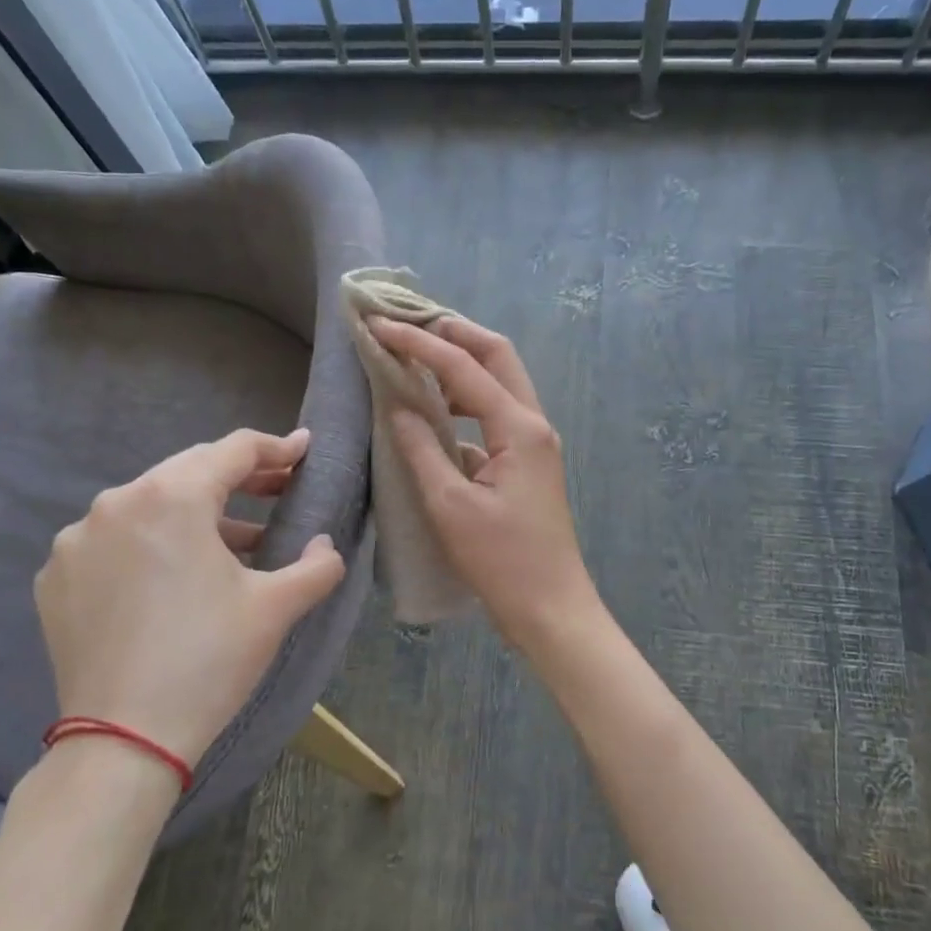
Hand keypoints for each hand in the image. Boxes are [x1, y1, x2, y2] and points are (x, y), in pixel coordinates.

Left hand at [34, 428, 346, 766]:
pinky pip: (115, 540)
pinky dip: (151, 544)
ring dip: (196, 514)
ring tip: (235, 543)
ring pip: (150, 505)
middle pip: (189, 470)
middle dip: (239, 478)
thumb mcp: (277, 607)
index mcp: (172, 497)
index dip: (276, 448)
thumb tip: (325, 544)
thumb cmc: (210, 660)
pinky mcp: (56, 576)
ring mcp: (78, 539)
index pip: (234, 450)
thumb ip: (317, 564)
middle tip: (278, 490)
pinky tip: (173, 577)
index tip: (303, 450)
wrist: (124, 742)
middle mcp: (117, 502)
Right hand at [369, 316, 599, 651]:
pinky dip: (466, 399)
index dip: (420, 342)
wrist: (550, 607)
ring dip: (462, 363)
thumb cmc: (501, 561)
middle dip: (454, 332)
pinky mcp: (527, 461)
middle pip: (497, 355)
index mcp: (519, 427)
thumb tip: (397, 405)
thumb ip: (421, 448)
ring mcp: (534, 442)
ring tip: (416, 355)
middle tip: (410, 322)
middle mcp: (533, 423)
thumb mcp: (450, 505)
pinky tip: (435, 408)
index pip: (465, 367)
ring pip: (500, 381)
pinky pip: (496, 412)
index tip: (380, 325)